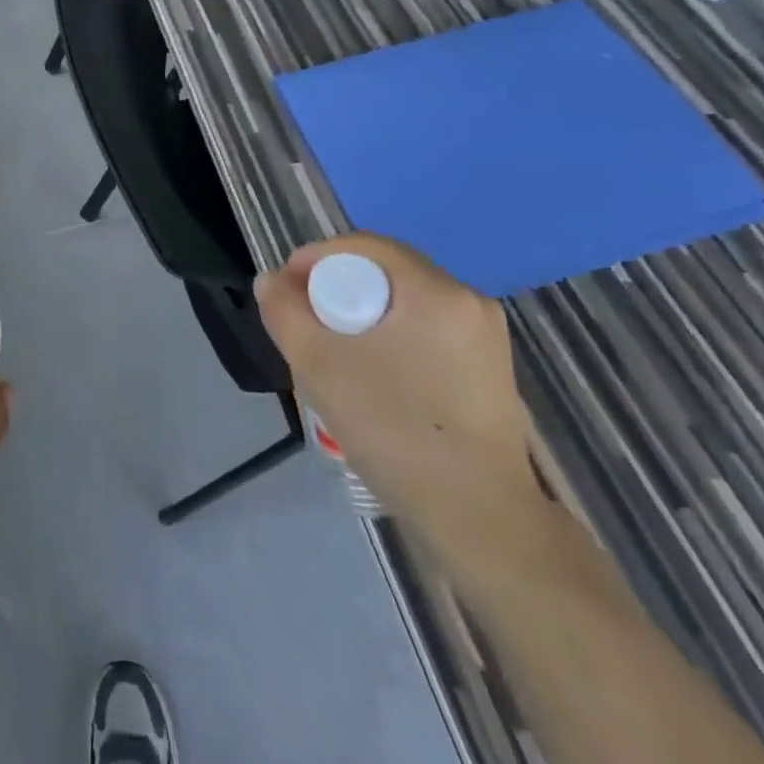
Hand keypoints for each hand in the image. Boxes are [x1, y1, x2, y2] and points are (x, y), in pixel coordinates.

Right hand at [254, 235, 540, 562]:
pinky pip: (426, 330)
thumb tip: (272, 281)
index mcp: (435, 290)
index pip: (363, 246)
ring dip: (363, 314)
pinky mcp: (490, 369)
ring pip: (405, 303)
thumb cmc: (394, 429)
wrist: (479, 517)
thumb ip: (284, 311)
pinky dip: (391, 337)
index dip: (315, 258)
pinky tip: (375, 376)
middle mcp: (468, 301)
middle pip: (386, 271)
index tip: (286, 290)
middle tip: (306, 322)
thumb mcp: (318, 364)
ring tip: (335, 352)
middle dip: (337, 287)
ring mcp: (486, 336)